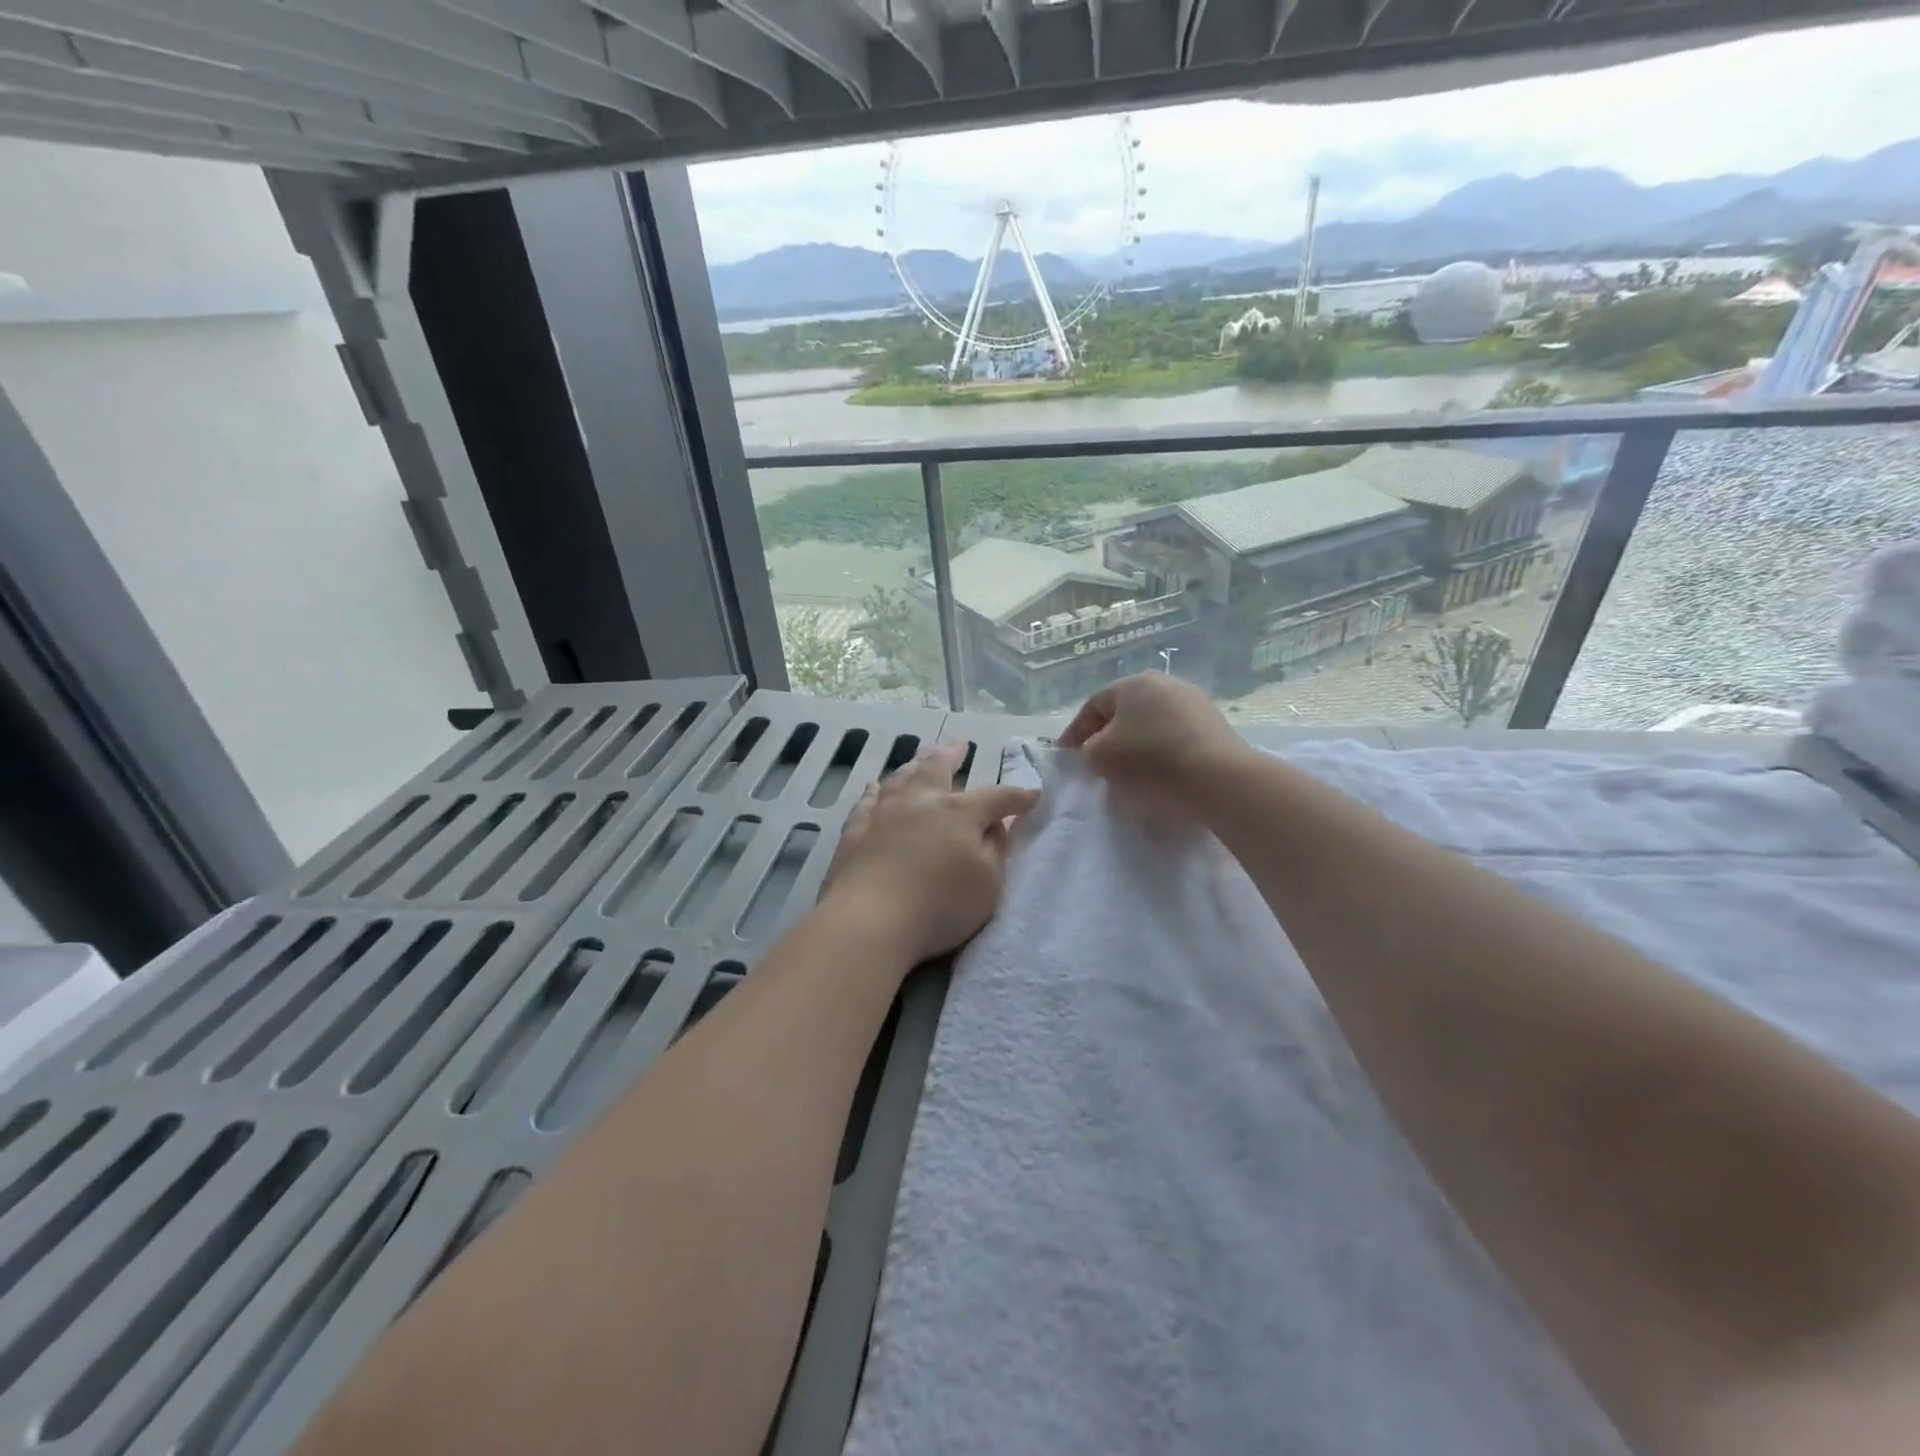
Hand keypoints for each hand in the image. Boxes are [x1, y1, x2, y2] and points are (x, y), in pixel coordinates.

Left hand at [820, 743, 1040, 966]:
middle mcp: (921, 801)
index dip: (1016, 797)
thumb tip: (994, 826)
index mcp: (959, 812)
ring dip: (915, 764)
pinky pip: (867, 800)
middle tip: (959, 744)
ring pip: (901, 777)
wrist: (870, 920)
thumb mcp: (988, 884)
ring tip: (921, 758)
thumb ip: (995, 850)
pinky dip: (875, 790)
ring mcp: (884, 812)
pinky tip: (875, 787)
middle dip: (952, 754)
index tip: (1032, 796)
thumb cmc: (940, 906)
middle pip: (938, 767)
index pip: (996, 797)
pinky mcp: (855, 830)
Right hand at [1057, 674, 1251, 816]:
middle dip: (1107, 736)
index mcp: (1133, 683)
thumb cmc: (1149, 760)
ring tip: (1128, 773)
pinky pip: (1175, 737)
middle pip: (1124, 712)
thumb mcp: (1100, 757)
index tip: (1065, 755)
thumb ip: (1087, 750)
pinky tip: (1159, 774)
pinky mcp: (1214, 725)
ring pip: (1151, 724)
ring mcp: (1194, 702)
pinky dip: (1161, 753)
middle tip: (1096, 762)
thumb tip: (1097, 750)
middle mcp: (1164, 684)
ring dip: (1135, 746)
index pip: (1093, 706)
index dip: (1075, 731)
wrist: (1217, 778)